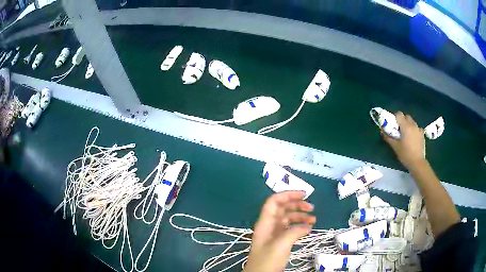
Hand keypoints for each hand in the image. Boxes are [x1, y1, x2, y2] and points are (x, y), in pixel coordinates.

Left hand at [244, 191, 315, 271]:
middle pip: (282, 209)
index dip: (287, 195)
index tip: (304, 194)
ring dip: (300, 216)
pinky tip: (308, 229)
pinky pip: (290, 230)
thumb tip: (306, 226)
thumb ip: (293, 232)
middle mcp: (269, 226)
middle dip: (296, 205)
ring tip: (313, 220)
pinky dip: (299, 227)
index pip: (274, 202)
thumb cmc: (267, 260)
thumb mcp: (280, 245)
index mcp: (265, 223)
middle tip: (311, 207)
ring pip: (287, 219)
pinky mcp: (279, 242)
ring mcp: (274, 234)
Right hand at [382, 111, 425, 169]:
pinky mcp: (422, 134)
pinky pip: (417, 128)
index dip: (395, 117)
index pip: (399, 114)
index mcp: (405, 126)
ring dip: (408, 125)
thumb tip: (382, 131)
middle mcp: (413, 125)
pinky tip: (413, 138)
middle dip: (402, 120)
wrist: (417, 163)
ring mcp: (419, 129)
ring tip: (406, 134)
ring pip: (412, 122)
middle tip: (399, 129)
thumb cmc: (405, 154)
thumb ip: (388, 137)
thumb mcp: (395, 147)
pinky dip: (414, 130)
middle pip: (406, 116)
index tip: (393, 124)